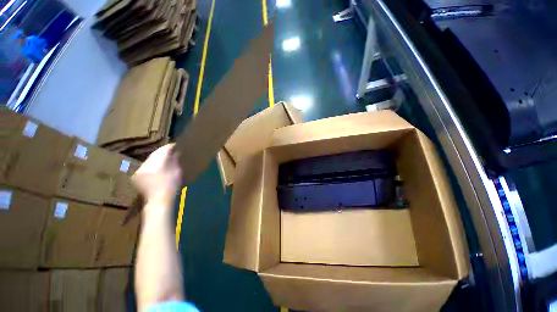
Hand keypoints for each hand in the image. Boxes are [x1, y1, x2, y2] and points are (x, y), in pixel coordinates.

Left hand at [132, 144, 181, 208]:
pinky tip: (156, 167)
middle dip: (163, 152)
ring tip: (165, 158)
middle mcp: (146, 165)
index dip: (169, 147)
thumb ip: (175, 160)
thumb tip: (176, 151)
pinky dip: (151, 164)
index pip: (163, 150)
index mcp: (157, 164)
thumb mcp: (177, 172)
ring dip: (157, 158)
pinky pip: (145, 165)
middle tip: (171, 151)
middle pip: (155, 154)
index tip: (175, 145)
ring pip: (149, 159)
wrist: (159, 201)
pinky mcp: (136, 175)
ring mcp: (139, 170)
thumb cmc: (171, 186)